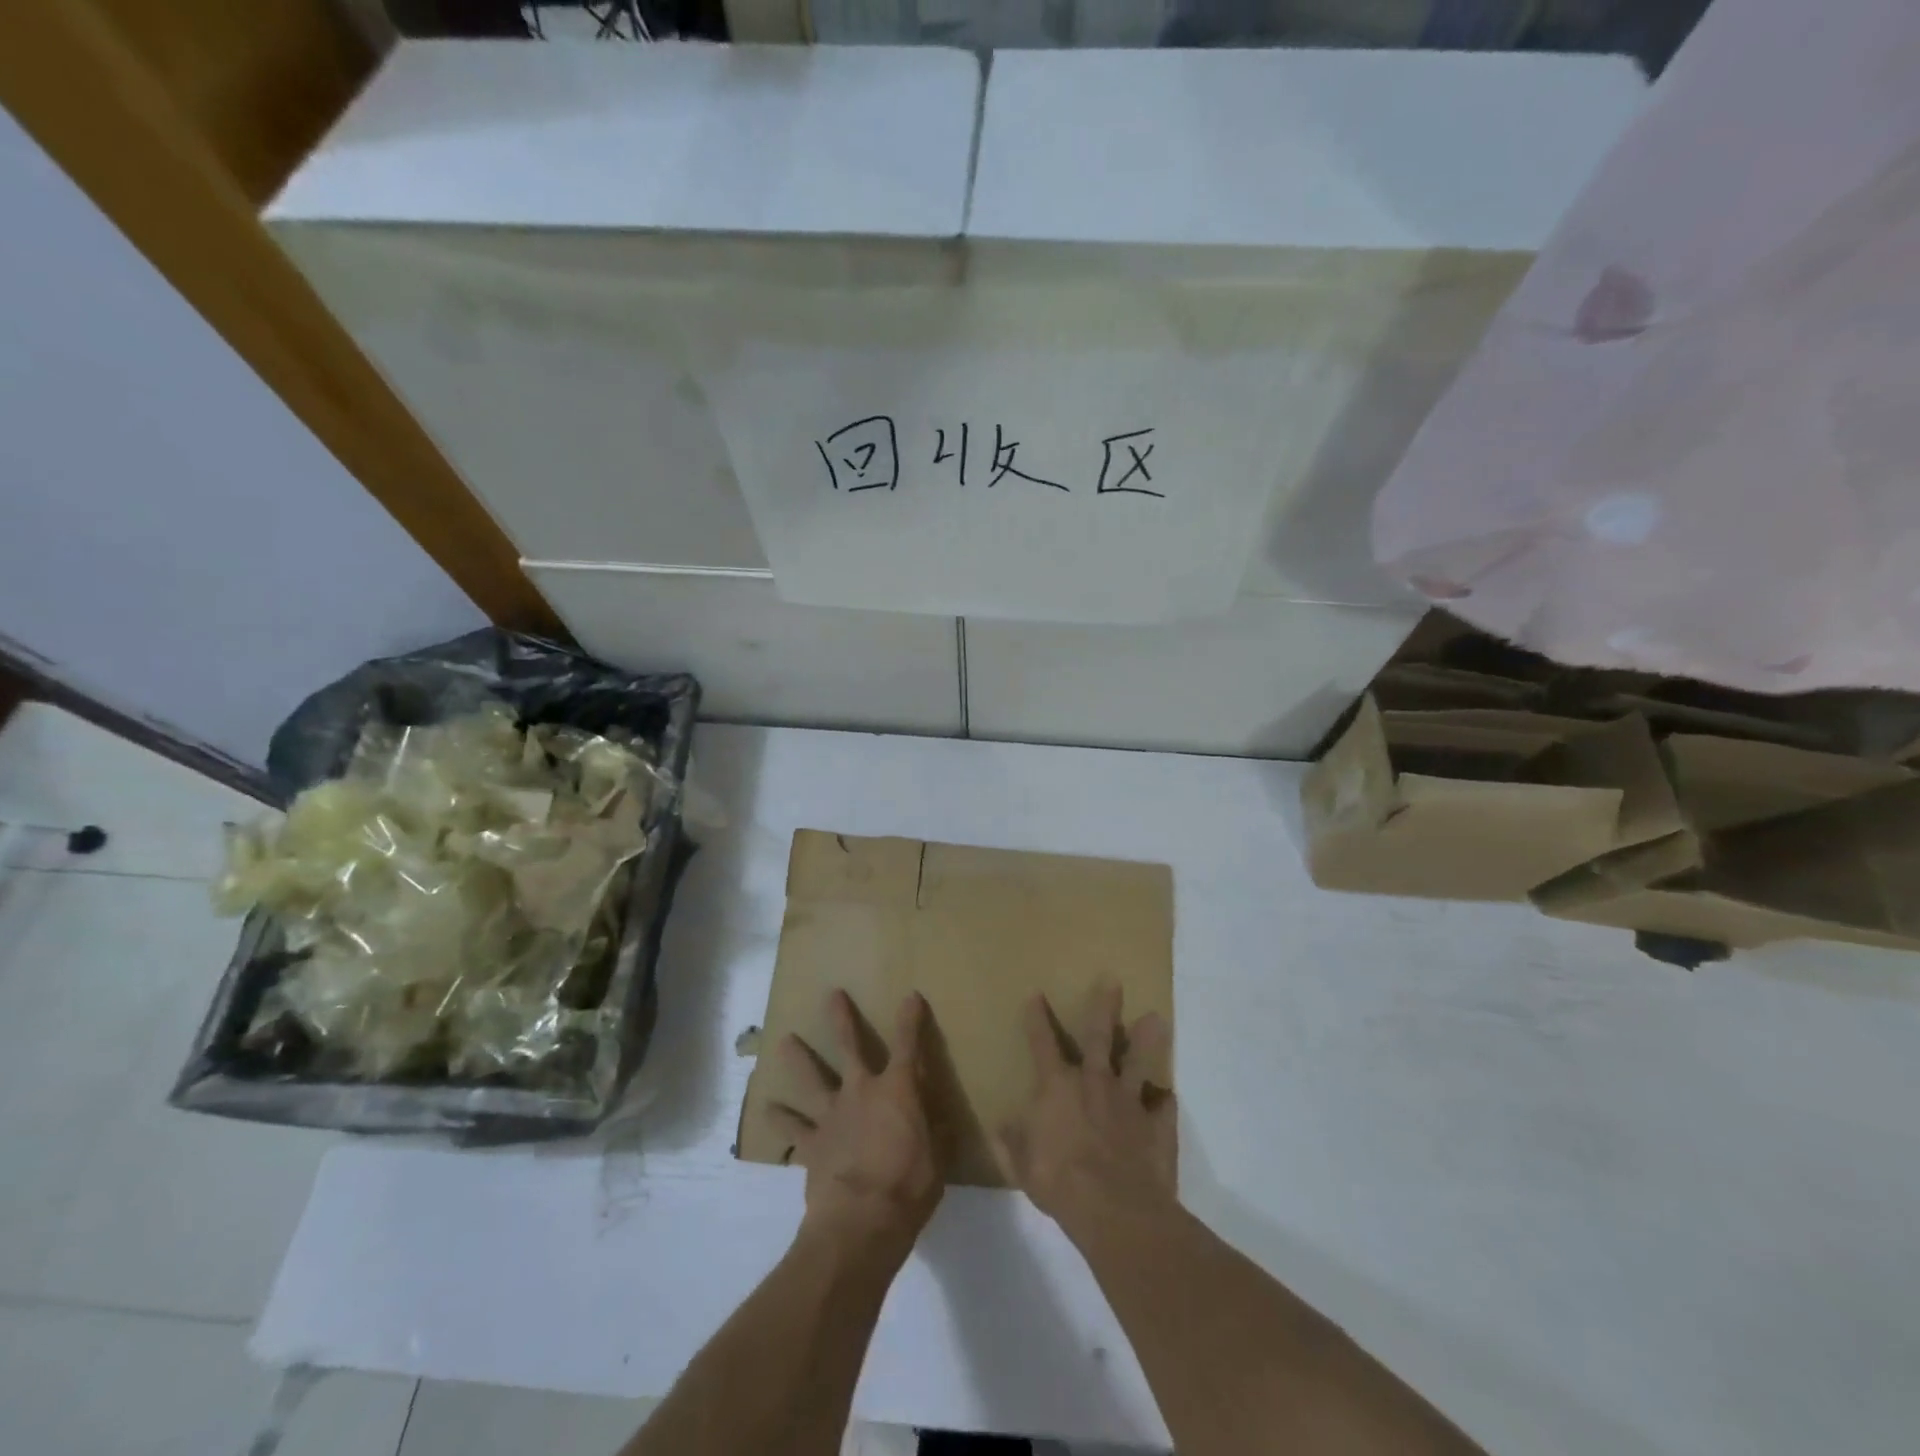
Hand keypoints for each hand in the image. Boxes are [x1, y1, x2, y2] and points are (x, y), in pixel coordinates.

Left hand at [765, 990, 942, 1258]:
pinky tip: (766, 1109)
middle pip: (849, 1046)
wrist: (860, 1222)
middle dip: (842, 1019)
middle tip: (832, 994)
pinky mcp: (811, 1144)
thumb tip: (940, 1117)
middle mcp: (861, 1091)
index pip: (908, 1044)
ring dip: (798, 1059)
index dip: (910, 1019)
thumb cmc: (908, 1186)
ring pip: (811, 1079)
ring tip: (784, 1042)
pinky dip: (780, 1119)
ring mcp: (831, 1115)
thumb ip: (937, 1132)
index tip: (911, 997)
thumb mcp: (938, 1158)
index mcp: (897, 1090)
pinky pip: (792, 1129)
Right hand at [998, 980, 1174, 1233]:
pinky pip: (1163, 1106)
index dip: (1037, 1019)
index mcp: (1058, 1088)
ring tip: (1157, 1017)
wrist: (1116, 1211)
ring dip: (1146, 1039)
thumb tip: (1001, 1125)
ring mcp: (1129, 1102)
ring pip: (1138, 1061)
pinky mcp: (1157, 1125)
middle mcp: (1094, 1083)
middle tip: (1113, 980)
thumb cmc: (1060, 1183)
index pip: (1042, 1044)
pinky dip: (1163, 1102)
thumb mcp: (1023, 1166)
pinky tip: (1166, 1098)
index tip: (1036, 994)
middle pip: (1099, 1037)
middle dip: (1104, 1007)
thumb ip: (1012, 1143)